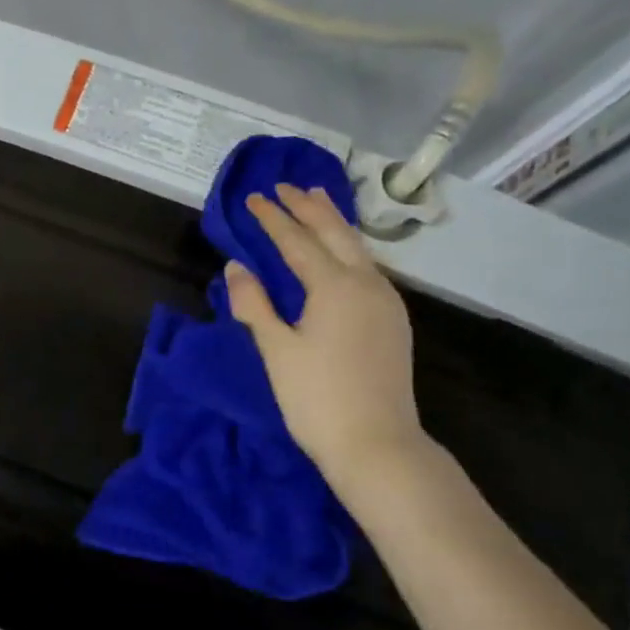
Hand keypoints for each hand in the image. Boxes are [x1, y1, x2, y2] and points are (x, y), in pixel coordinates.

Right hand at [221, 183, 426, 480]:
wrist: (376, 444)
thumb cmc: (316, 398)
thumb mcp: (276, 350)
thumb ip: (255, 305)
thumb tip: (237, 268)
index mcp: (335, 287)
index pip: (297, 242)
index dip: (273, 219)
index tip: (253, 197)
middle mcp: (366, 285)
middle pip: (335, 234)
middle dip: (309, 208)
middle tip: (287, 185)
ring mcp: (386, 302)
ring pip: (357, 249)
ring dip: (333, 223)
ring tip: (316, 202)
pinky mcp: (393, 321)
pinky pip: (367, 268)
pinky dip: (348, 249)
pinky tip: (341, 253)